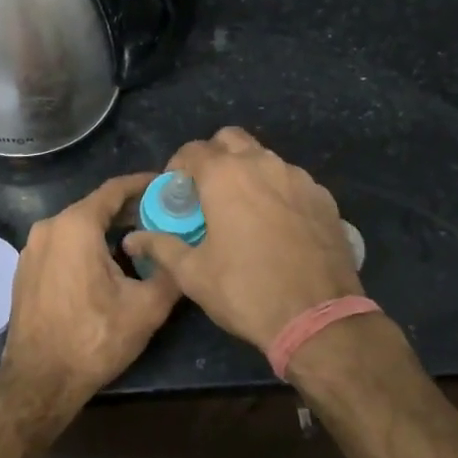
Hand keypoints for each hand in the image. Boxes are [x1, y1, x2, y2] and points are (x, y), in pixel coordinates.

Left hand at [0, 173, 180, 414]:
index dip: (144, 184)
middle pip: (95, 207)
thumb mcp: (146, 307)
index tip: (168, 185)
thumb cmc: (94, 339)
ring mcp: (32, 249)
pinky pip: (62, 246)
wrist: (39, 382)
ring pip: (77, 228)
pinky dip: (86, 247)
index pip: (115, 189)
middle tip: (162, 217)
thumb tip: (184, 254)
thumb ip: (170, 271)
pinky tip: (107, 266)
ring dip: (107, 231)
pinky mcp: (25, 270)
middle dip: (129, 210)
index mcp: (75, 225)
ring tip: (140, 242)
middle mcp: (48, 228)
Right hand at [123, 128, 361, 351]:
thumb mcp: (193, 273)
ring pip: (265, 158)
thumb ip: (161, 247)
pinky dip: (278, 191)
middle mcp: (262, 164)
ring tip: (242, 209)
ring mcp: (298, 178)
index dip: (178, 166)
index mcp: (225, 175)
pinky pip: (292, 181)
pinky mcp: (324, 198)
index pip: (192, 150)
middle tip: (207, 191)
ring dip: (248, 171)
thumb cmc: (246, 291)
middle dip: (214, 156)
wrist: (319, 318)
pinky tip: (277, 225)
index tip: (176, 191)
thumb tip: (132, 240)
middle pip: (231, 140)